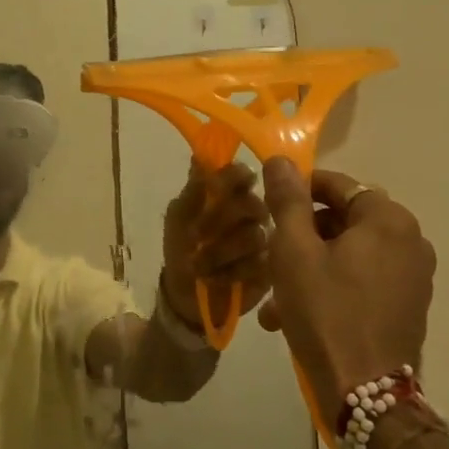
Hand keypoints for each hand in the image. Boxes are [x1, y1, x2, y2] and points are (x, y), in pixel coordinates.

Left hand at [161, 160, 271, 330]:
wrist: (186, 291)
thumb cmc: (181, 246)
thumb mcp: (178, 217)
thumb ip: (192, 190)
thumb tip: (199, 157)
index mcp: (230, 192)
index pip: (241, 174)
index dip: (232, 177)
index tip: (215, 188)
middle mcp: (251, 211)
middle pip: (252, 204)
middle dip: (219, 220)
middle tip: (195, 236)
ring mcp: (264, 239)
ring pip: (255, 235)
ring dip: (221, 251)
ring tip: (199, 264)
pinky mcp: (270, 267)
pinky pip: (258, 264)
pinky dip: (231, 272)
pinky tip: (215, 278)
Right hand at [260, 158, 433, 420]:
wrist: (366, 395)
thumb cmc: (326, 312)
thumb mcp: (294, 250)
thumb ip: (288, 200)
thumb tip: (281, 159)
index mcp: (389, 219)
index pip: (338, 185)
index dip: (299, 192)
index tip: (268, 208)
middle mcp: (411, 241)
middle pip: (344, 222)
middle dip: (301, 239)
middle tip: (268, 259)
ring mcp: (414, 277)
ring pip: (349, 256)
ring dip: (311, 268)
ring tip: (275, 301)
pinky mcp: (409, 307)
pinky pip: (364, 281)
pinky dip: (332, 287)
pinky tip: (297, 317)